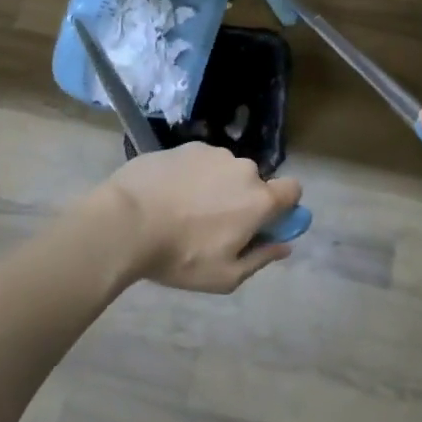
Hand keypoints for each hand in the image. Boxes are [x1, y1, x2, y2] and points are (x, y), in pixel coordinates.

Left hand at [103, 143, 302, 292]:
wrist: (128, 220)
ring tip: (184, 211)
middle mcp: (243, 168)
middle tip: (214, 227)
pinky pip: (200, 162)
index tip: (265, 224)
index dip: (284, 206)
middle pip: (254, 183)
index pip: (293, 190)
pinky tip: (168, 195)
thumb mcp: (224, 275)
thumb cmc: (181, 256)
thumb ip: (261, 258)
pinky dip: (192, 176)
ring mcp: (213, 153)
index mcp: (259, 199)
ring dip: (216, 187)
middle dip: (242, 201)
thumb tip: (285, 245)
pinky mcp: (186, 146)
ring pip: (226, 171)